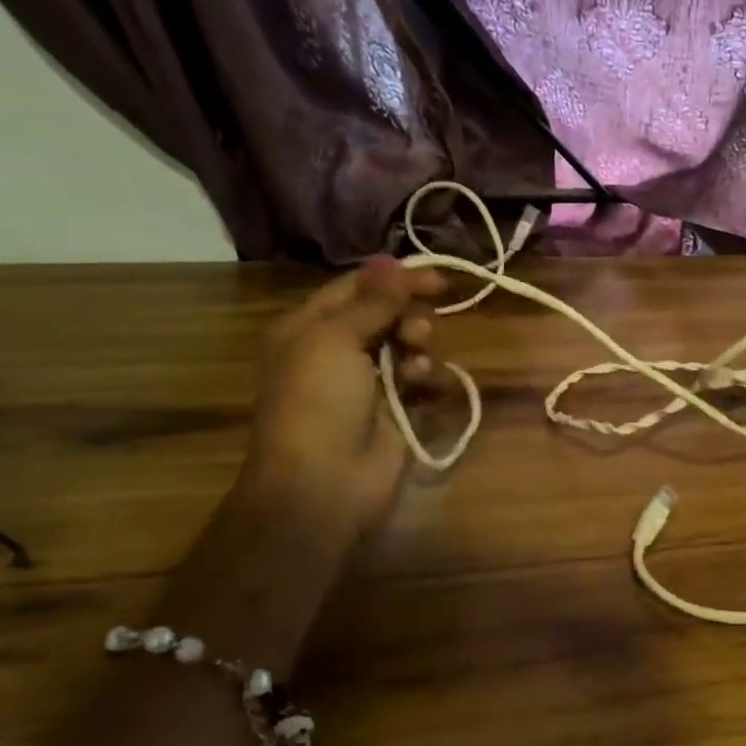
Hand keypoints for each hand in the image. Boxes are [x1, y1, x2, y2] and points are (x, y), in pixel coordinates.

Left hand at [243, 256, 443, 531]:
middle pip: (385, 313)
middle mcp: (337, 350)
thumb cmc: (318, 402)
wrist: (324, 482)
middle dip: (407, 313)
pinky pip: (419, 376)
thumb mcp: (335, 339)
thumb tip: (393, 264)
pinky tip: (422, 382)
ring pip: (406, 343)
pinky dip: (424, 374)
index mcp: (309, 328)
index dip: (394, 278)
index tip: (437, 278)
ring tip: (416, 356)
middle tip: (415, 329)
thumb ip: (372, 301)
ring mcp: (368, 381)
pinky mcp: (396, 408)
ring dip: (417, 343)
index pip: (355, 288)